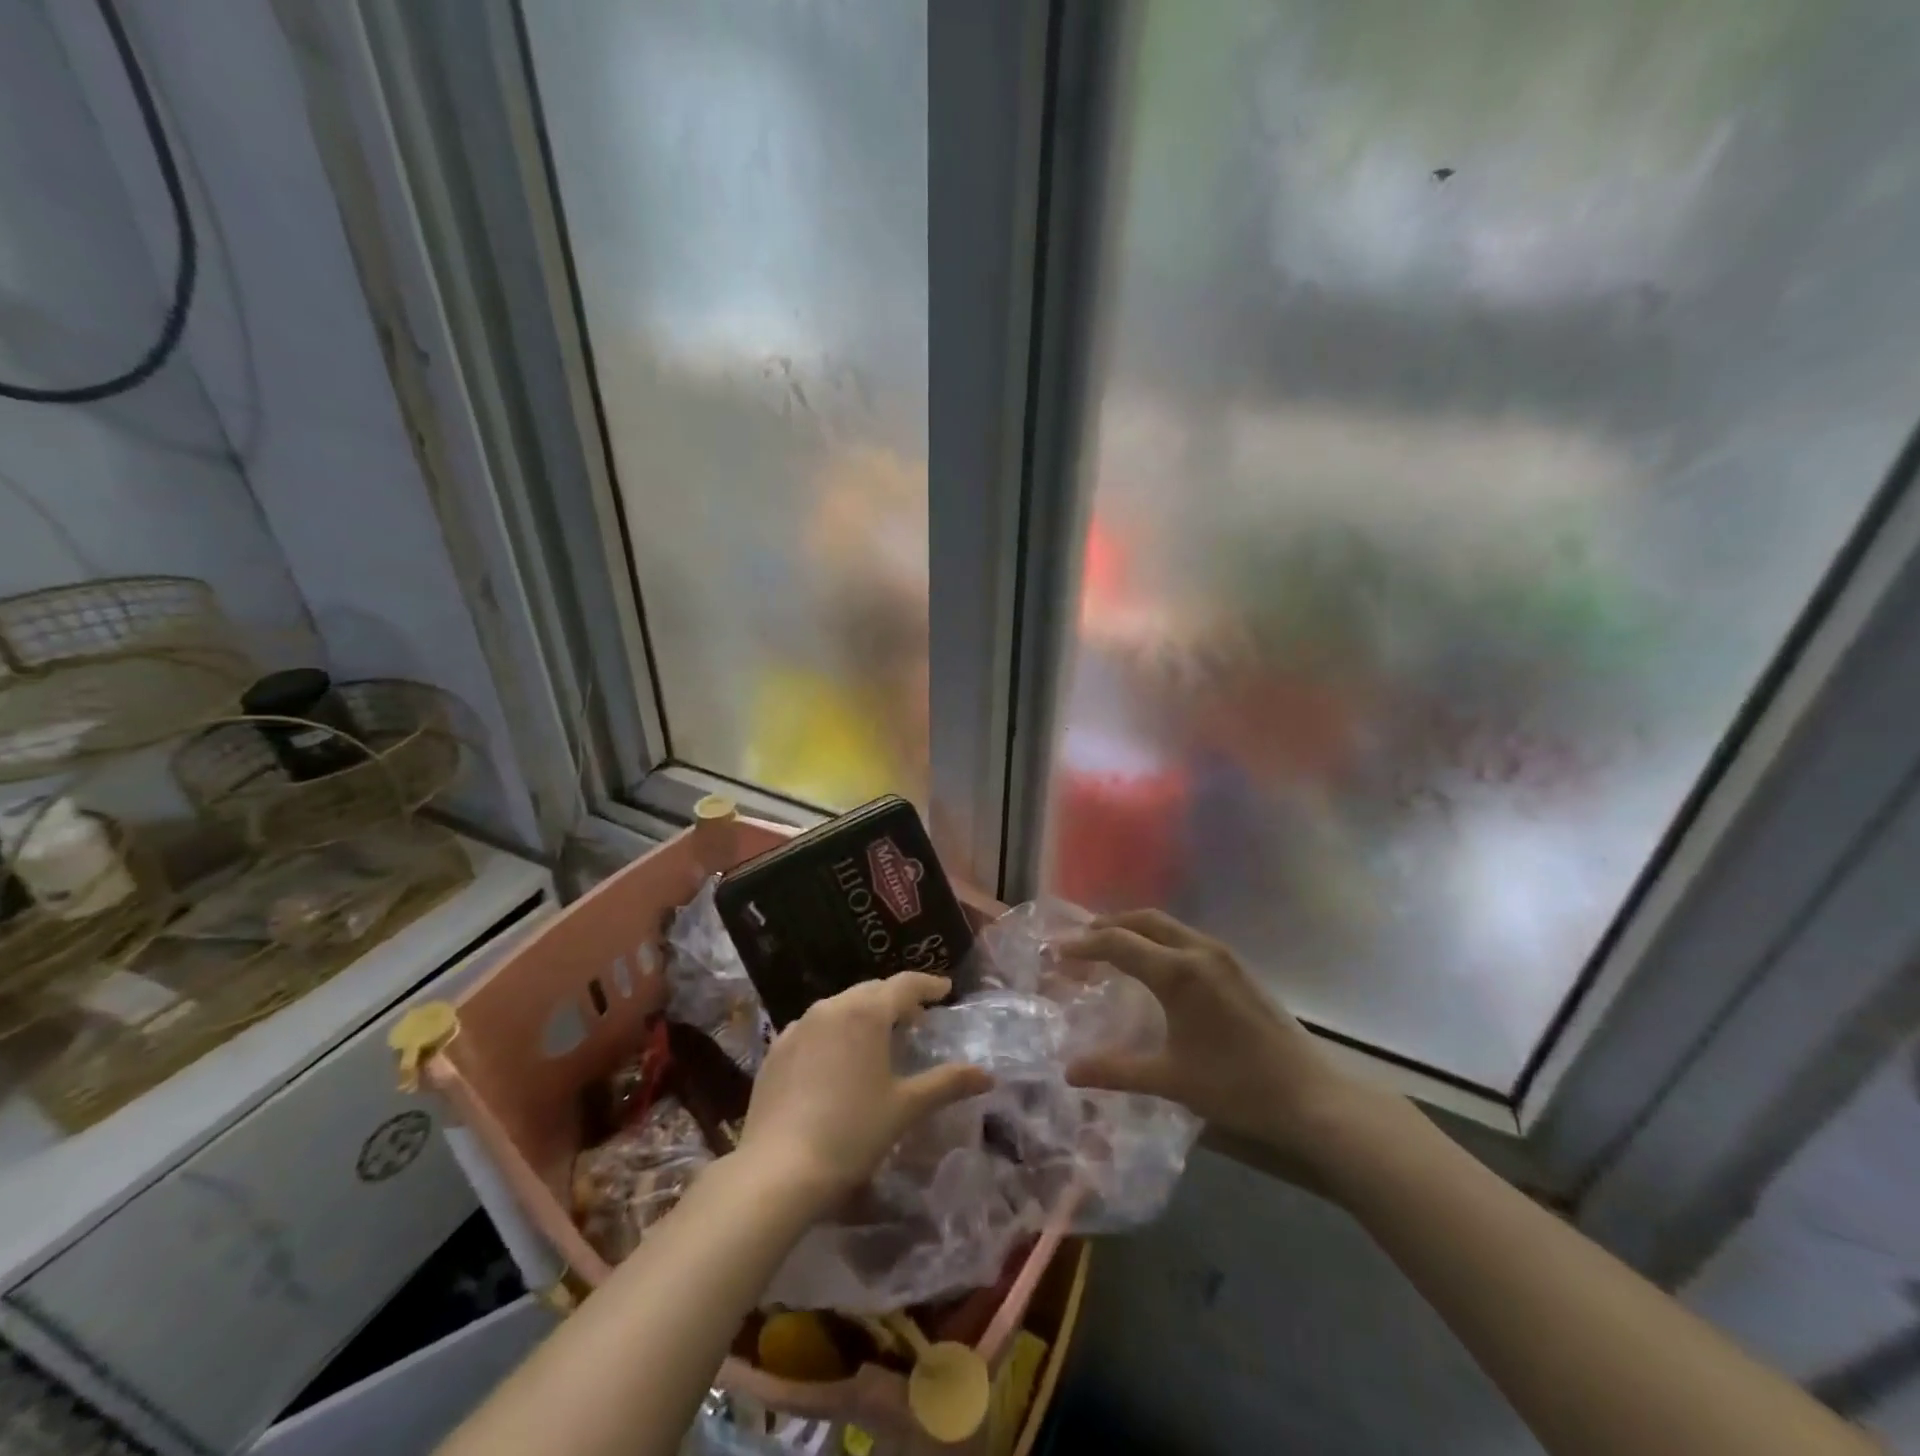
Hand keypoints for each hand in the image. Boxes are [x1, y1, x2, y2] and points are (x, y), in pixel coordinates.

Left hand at [735, 973, 992, 1214]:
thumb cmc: (852, 1132)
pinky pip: (814, 1027)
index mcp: (866, 1013)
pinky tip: (837, 1060)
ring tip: (878, 1039)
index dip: (928, 985)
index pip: (904, 984)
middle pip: (871, 991)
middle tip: (916, 1020)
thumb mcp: (906, 1107)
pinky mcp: (776, 1049)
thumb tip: (987, 1074)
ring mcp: (798, 1026)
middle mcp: (831, 1007)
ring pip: (840, 1006)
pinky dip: (834, 1032)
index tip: (945, 990)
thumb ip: (947, 1083)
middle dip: (896, 1000)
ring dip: (864, 1014)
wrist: (778, 1170)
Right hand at [1059, 910, 1378, 1183]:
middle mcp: (1198, 951)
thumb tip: (1069, 1072)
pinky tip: (1155, 968)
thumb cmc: (1236, 1087)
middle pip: (1143, 920)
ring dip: (1135, 929)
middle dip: (1108, 926)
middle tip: (1080, 943)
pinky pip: (1186, 938)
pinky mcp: (1238, 967)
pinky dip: (1159, 940)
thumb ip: (1116, 1070)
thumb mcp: (1170, 1079)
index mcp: (1178, 972)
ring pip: (1167, 926)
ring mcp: (1222, 956)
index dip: (1083, 945)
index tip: (1057, 951)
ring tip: (1111, 950)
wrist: (1311, 1096)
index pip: (1118, 943)